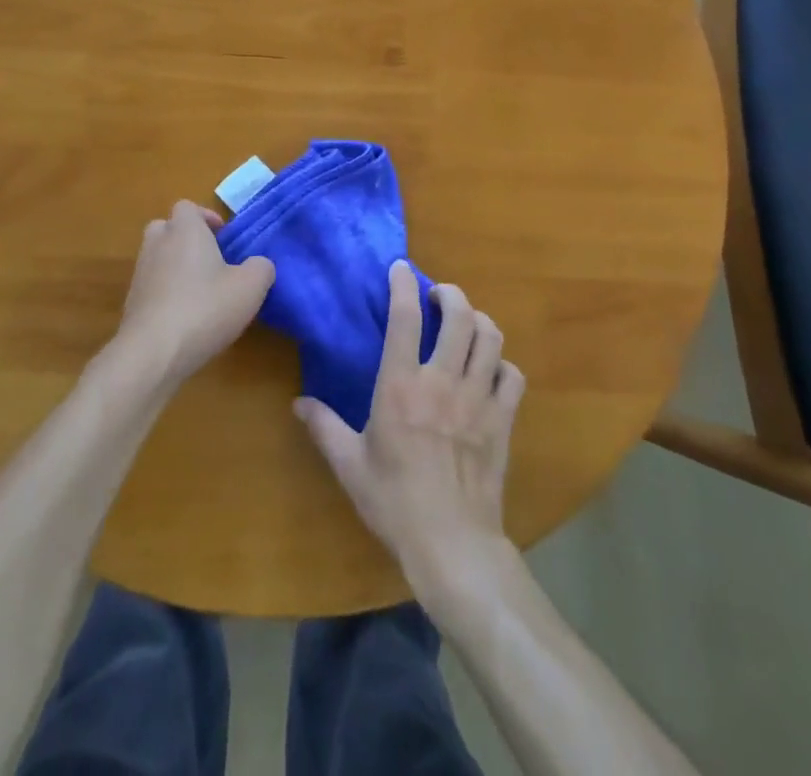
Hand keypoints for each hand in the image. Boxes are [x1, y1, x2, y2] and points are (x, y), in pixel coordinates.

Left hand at [113, 200, 275, 389]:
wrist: (153, 353)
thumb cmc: (205, 308)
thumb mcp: (251, 287)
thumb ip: (261, 268)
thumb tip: (259, 265)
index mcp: (185, 230)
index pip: (187, 207)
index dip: (206, 218)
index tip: (224, 237)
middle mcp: (158, 244)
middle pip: (167, 228)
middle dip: (187, 239)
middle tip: (211, 260)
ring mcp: (140, 273)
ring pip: (158, 258)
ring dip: (176, 267)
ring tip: (202, 292)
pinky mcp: (132, 303)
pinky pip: (152, 287)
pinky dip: (166, 294)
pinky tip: (186, 318)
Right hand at [295, 262, 525, 590]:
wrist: (451, 544)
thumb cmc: (394, 502)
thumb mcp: (349, 465)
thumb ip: (324, 427)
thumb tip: (298, 403)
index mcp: (401, 385)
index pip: (404, 316)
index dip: (403, 284)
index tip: (401, 268)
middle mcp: (442, 380)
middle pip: (458, 315)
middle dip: (450, 294)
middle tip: (439, 296)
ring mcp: (478, 399)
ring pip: (490, 338)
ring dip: (479, 321)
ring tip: (466, 324)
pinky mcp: (503, 420)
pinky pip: (512, 376)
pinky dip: (503, 365)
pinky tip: (491, 371)